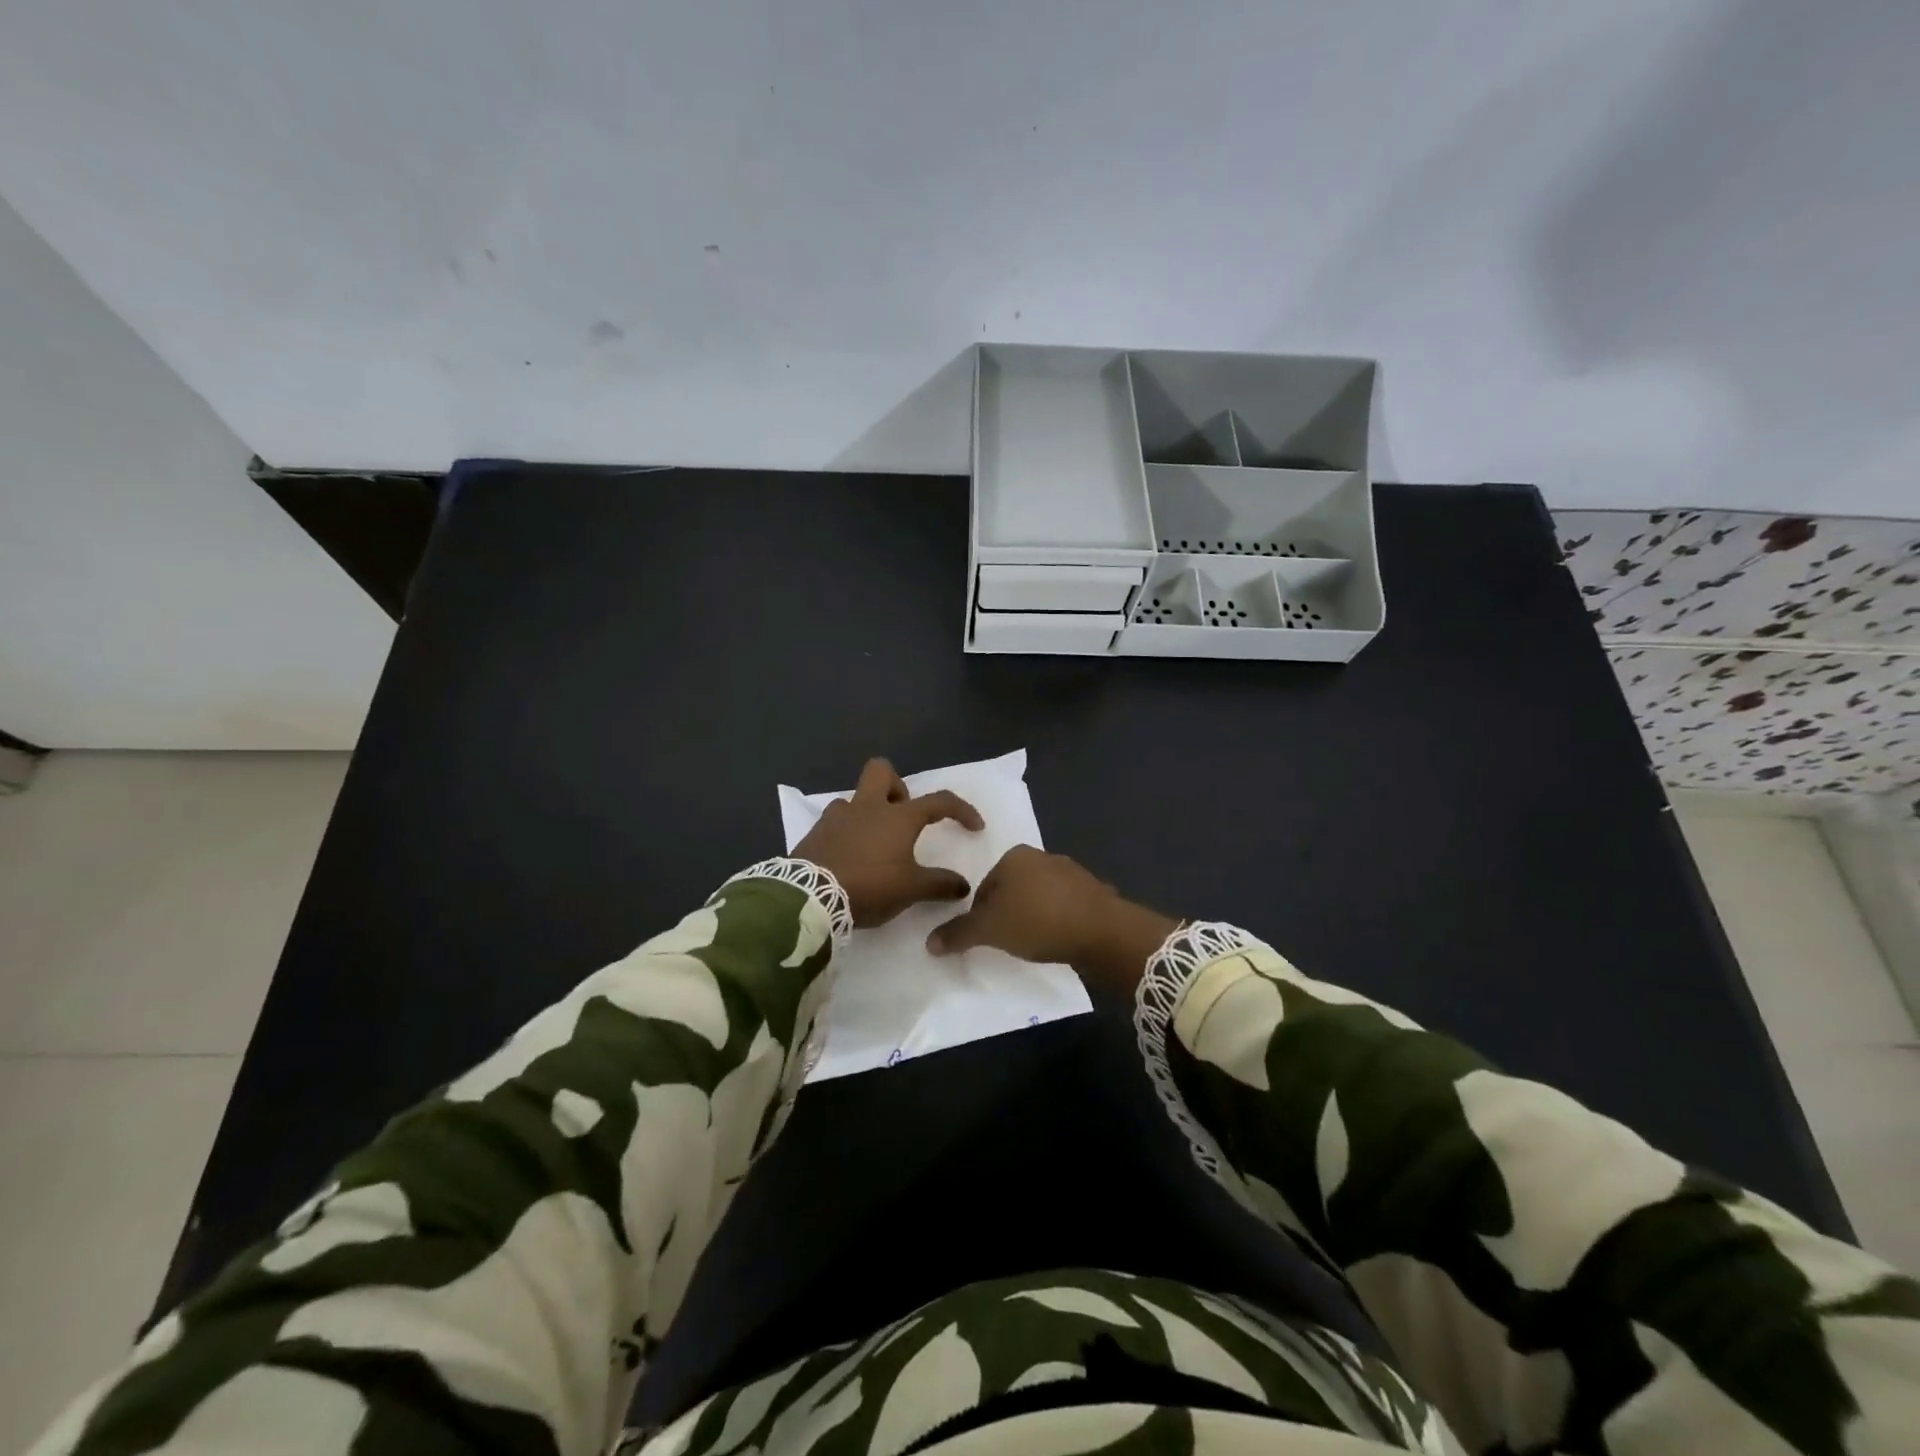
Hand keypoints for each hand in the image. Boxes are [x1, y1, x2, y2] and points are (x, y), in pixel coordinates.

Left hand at [793, 758, 984, 926]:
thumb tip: (963, 885)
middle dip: (897, 786)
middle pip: (882, 771)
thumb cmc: (869, 886)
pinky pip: (835, 820)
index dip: (961, 810)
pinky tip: (848, 855)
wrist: (810, 896)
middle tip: (903, 816)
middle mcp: (868, 807)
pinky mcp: (815, 831)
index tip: (974, 826)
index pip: (939, 802)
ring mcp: (838, 816)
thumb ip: (940, 885)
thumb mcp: (911, 890)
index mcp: (898, 817)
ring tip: (873, 843)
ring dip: (868, 813)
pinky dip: (846, 832)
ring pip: (855, 798)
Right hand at [925, 845, 1179, 993]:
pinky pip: (1065, 907)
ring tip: (1035, 944)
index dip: (980, 915)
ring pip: (1039, 897)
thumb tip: (930, 943)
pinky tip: (1060, 940)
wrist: (1102, 930)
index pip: (984, 886)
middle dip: (1008, 914)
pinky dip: (1058, 921)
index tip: (987, 938)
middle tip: (1009, 943)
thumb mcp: (990, 930)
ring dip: (1034, 917)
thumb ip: (959, 934)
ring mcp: (1071, 871)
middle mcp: (1042, 856)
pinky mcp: (1093, 891)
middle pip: (1012, 890)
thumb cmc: (1037, 921)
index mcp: (1014, 856)